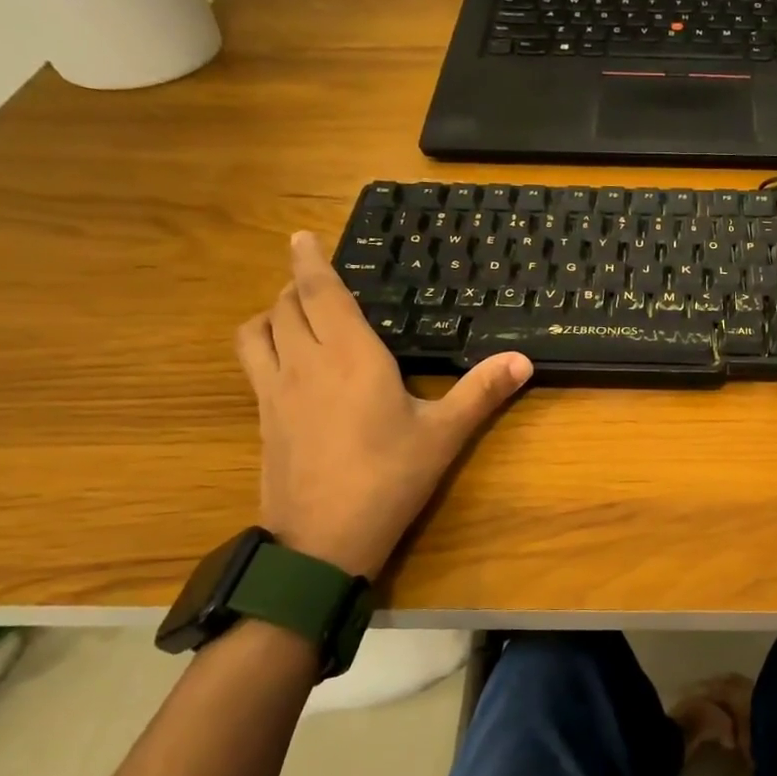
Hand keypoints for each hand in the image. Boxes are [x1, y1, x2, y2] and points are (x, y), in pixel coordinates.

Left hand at [235, 233, 532, 578]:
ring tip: (294, 314)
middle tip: (317, 280)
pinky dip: (263, 344)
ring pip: (258, 330)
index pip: (320, 292)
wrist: (323, 539)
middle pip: (286, 305)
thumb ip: (482, 391)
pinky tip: (287, 364)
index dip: (309, 260)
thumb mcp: (445, 434)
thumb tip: (523, 359)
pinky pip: (252, 363)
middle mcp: (305, 361)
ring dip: (273, 311)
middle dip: (297, 284)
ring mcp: (275, 391)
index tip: (301, 236)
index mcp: (350, 355)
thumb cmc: (390, 478)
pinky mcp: (263, 418)